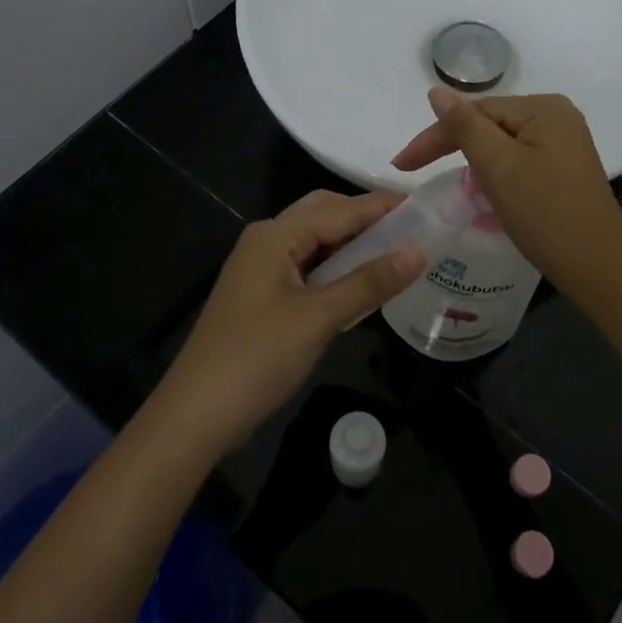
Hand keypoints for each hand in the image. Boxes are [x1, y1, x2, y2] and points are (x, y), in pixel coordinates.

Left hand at [155, 190, 422, 455]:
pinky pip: (307, 267)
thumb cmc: (257, 358)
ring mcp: (261, 269)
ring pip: (316, 242)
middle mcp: (266, 241)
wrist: (195, 416)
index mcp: (275, 235)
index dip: (383, 207)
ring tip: (397, 252)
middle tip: (412, 230)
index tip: (426, 206)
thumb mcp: (318, 319)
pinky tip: (362, 282)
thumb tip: (418, 252)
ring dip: (352, 244)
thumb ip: (368, 283)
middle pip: (324, 215)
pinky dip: (336, 268)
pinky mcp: (262, 295)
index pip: (340, 209)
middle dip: (366, 219)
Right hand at [392, 89, 621, 307]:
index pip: (474, 112)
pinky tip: (482, 192)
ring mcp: (563, 144)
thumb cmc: (547, 216)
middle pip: (489, 124)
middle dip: (452, 147)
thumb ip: (464, 126)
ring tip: (446, 184)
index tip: (400, 165)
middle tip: (412, 170)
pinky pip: (517, 161)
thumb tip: (436, 91)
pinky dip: (495, 175)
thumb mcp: (499, 167)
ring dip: (473, 163)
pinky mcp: (564, 169)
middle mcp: (557, 117)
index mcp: (543, 108)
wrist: (600, 270)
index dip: (435, 136)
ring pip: (501, 144)